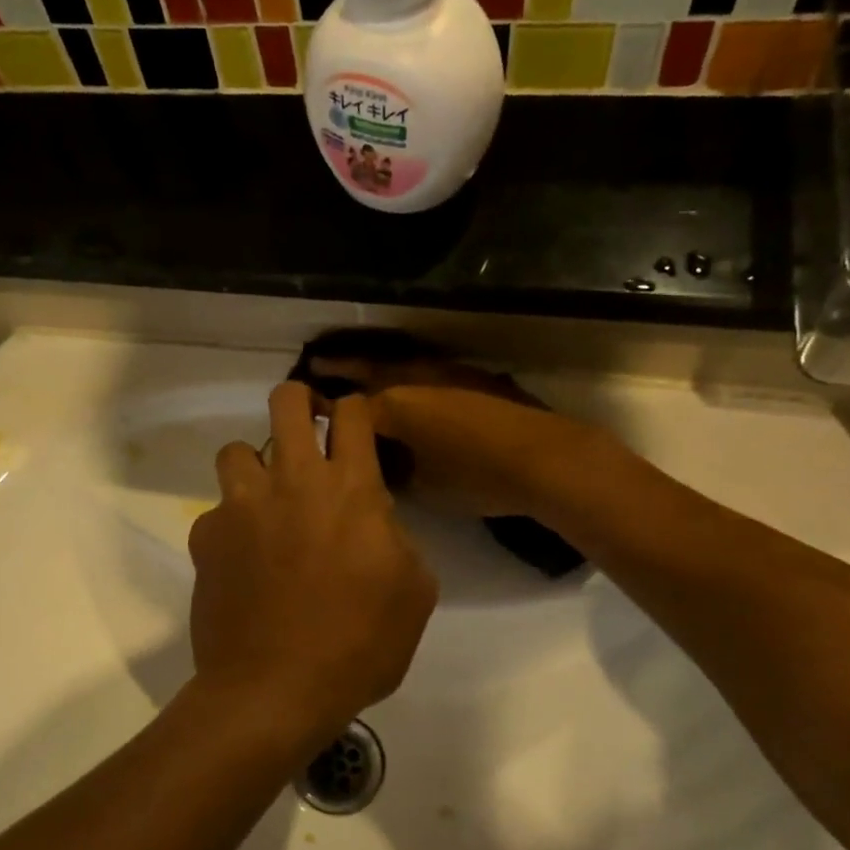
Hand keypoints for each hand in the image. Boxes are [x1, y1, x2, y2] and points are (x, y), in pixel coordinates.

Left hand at [188, 384, 437, 755]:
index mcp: (350, 489)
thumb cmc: (358, 645)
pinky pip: (216, 511)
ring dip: (256, 466)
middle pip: (286, 402)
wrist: (274, 690)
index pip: (352, 414)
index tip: (354, 424)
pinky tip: (242, 561)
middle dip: (299, 402)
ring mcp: (241, 506)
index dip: (354, 409)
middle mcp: (292, 481)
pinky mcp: (205, 537)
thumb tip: (375, 520)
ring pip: (237, 449)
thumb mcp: (414, 592)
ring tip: (266, 501)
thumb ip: (397, 538)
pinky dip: (231, 525)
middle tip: (307, 430)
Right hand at [298, 347, 596, 520]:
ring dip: (378, 364)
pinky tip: (413, 384)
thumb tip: (381, 466)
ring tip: (361, 367)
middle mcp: (416, 380)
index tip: (305, 409)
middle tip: (318, 362)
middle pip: (370, 369)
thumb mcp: (424, 486)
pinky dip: (412, 374)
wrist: (544, 459)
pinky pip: (430, 371)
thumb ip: (394, 471)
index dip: (324, 410)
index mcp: (395, 405)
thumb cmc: (476, 477)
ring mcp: (449, 374)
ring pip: (402, 364)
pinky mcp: (477, 378)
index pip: (348, 407)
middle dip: (343, 367)